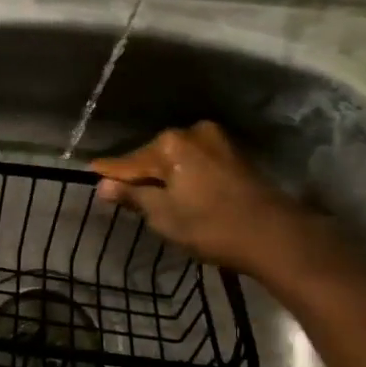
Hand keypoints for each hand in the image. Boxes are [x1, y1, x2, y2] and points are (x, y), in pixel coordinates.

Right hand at [91, 122, 312, 277]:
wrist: (274, 234)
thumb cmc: (210, 226)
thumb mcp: (163, 215)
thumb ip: (133, 196)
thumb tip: (103, 185)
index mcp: (169, 144)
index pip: (128, 161)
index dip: (110, 173)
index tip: (91, 173)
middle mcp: (191, 132)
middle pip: (153, 156)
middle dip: (141, 174)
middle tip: (126, 196)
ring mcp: (217, 141)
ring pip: (177, 158)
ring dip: (165, 175)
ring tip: (155, 198)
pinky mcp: (235, 154)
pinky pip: (197, 162)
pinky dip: (186, 175)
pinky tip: (183, 193)